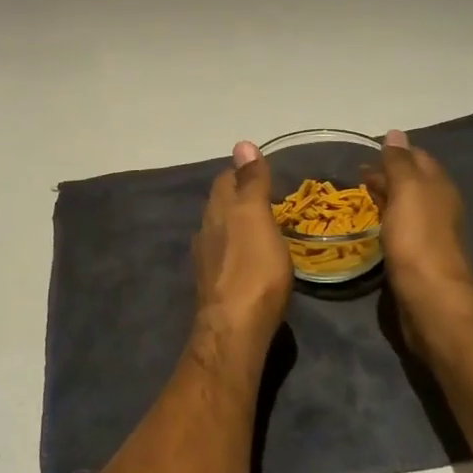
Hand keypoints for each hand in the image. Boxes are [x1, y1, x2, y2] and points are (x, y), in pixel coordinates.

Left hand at [192, 141, 292, 347]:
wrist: (235, 329)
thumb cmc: (253, 269)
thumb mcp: (256, 218)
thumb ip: (251, 183)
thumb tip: (242, 143)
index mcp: (218, 212)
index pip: (225, 180)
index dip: (240, 172)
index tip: (260, 170)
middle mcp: (206, 232)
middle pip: (220, 205)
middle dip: (237, 197)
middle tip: (265, 196)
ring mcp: (208, 261)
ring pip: (220, 231)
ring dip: (236, 224)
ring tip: (261, 225)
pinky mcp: (215, 286)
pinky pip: (225, 256)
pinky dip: (237, 249)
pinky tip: (249, 258)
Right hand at [368, 130, 472, 348]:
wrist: (430, 295)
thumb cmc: (417, 237)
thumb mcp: (407, 189)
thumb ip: (399, 161)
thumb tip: (395, 133)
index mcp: (439, 185)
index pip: (417, 157)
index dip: (393, 152)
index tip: (365, 152)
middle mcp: (439, 205)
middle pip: (412, 181)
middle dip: (387, 174)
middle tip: (355, 176)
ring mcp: (429, 232)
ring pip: (405, 206)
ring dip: (385, 198)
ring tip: (358, 198)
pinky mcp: (418, 256)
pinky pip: (400, 229)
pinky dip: (386, 220)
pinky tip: (371, 226)